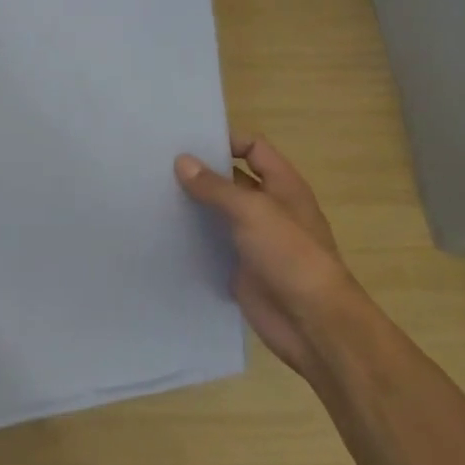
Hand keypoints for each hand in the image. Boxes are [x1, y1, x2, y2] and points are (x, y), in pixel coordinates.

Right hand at [175, 137, 358, 383]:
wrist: (312, 324)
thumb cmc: (290, 255)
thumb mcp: (253, 211)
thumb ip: (216, 187)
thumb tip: (182, 161)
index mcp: (283, 186)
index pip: (253, 148)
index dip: (226, 141)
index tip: (187, 143)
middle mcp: (269, 208)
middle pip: (232, 180)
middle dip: (201, 172)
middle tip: (158, 165)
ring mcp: (254, 240)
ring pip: (218, 213)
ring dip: (193, 205)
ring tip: (152, 195)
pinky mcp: (240, 268)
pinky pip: (212, 245)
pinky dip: (192, 238)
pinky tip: (164, 233)